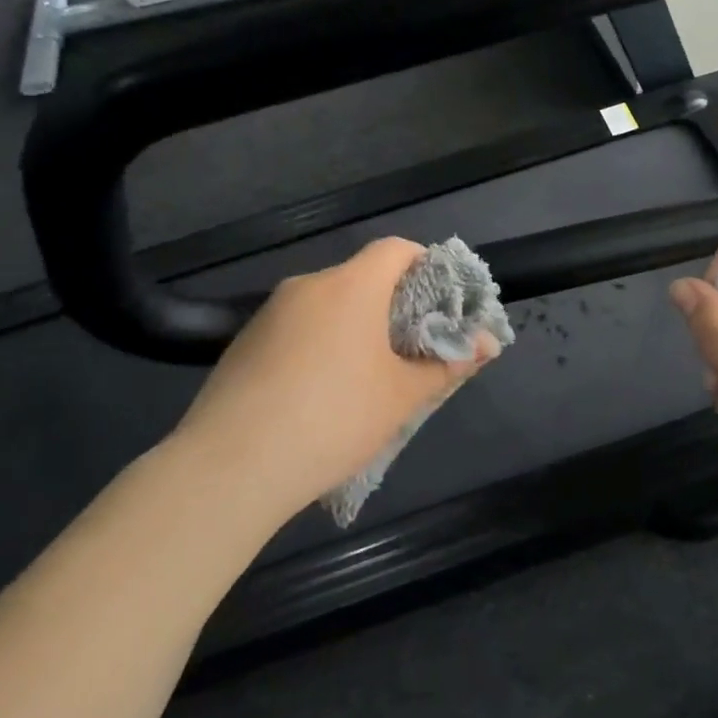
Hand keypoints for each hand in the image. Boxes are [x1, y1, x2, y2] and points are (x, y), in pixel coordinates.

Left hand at [166, 238, 498, 522]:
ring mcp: (269, 314)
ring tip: (366, 380)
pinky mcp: (243, 343)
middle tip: (412, 351)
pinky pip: (296, 330)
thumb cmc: (332, 419)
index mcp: (350, 287)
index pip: (396, 249)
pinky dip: (319, 346)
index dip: (426, 267)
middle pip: (362, 278)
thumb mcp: (401, 397)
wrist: (229, 468)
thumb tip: (487, 344)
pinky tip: (318, 395)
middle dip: (393, 307)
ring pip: (327, 306)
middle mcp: (308, 286)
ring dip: (354, 329)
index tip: (441, 305)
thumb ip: (447, 364)